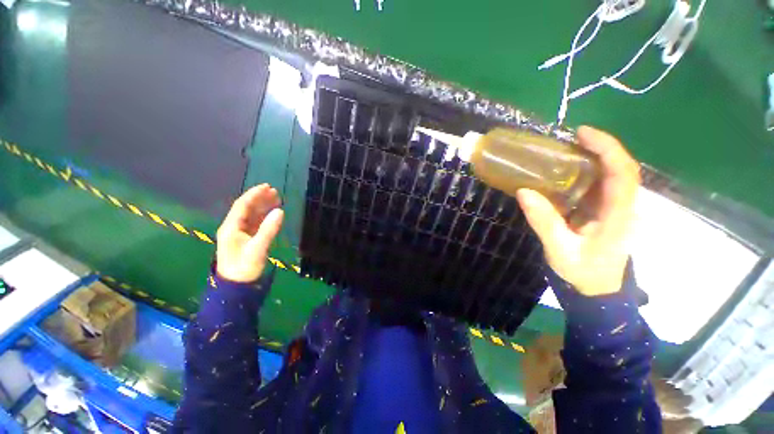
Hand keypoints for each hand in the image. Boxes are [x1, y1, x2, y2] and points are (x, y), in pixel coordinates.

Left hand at [216, 184, 283, 282]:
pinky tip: (272, 213)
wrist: (237, 286)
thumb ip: (269, 229)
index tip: (267, 186)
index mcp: (231, 227)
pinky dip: (264, 216)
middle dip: (260, 199)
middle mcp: (234, 227)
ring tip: (276, 199)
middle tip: (275, 191)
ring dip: (263, 206)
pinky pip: (255, 223)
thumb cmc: (245, 267)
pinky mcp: (247, 240)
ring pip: (252, 215)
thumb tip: (280, 211)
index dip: (254, 194)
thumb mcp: (258, 248)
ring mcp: (240, 234)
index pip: (242, 205)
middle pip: (246, 208)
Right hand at [516, 126, 639, 296]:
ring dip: (594, 157)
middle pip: (622, 168)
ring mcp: (616, 209)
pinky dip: (587, 171)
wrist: (597, 289)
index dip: (608, 149)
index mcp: (618, 216)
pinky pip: (601, 185)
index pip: (623, 174)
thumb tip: (524, 191)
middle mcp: (624, 207)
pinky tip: (567, 170)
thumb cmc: (582, 272)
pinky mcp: (606, 211)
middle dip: (601, 147)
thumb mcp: (559, 249)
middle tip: (572, 137)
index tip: (583, 134)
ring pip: (613, 174)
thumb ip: (544, 221)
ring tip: (567, 148)